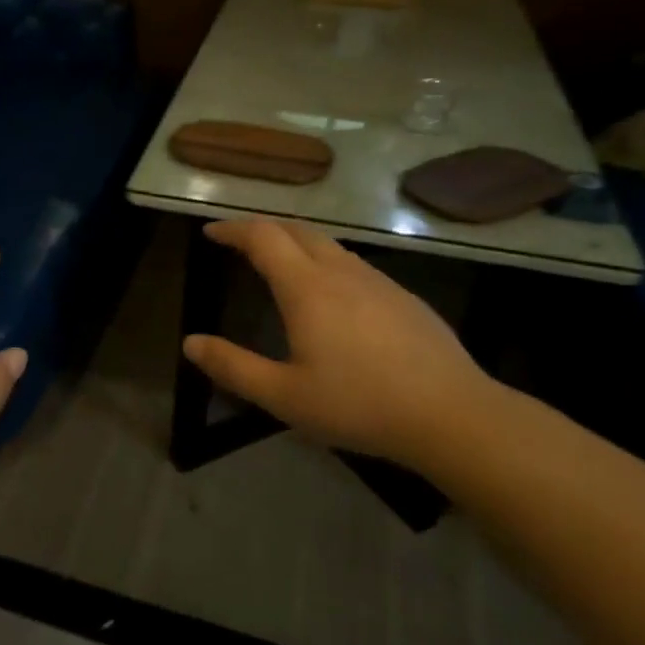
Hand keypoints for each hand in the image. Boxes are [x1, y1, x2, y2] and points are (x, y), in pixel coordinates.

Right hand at [181, 220, 500, 475]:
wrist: (454, 415)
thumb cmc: (359, 405)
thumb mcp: (284, 396)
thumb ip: (233, 367)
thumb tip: (191, 343)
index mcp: (306, 288)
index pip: (262, 238)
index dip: (233, 229)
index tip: (211, 232)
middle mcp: (341, 272)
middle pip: (296, 230)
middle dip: (262, 228)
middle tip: (239, 241)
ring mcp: (378, 281)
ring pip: (329, 244)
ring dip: (296, 242)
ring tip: (279, 262)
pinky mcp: (403, 297)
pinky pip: (354, 264)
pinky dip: (326, 261)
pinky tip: (331, 294)